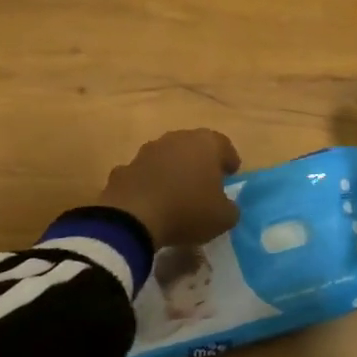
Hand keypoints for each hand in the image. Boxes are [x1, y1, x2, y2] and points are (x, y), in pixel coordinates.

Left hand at [98, 129, 241, 247]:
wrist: (133, 218)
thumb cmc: (188, 211)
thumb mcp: (223, 218)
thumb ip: (230, 208)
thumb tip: (226, 206)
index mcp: (206, 144)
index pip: (224, 146)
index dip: (229, 161)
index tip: (231, 174)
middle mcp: (177, 139)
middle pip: (194, 146)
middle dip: (200, 162)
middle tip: (206, 181)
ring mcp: (148, 151)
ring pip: (167, 157)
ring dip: (173, 170)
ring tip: (177, 192)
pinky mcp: (125, 167)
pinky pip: (144, 173)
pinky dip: (149, 182)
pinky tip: (151, 201)